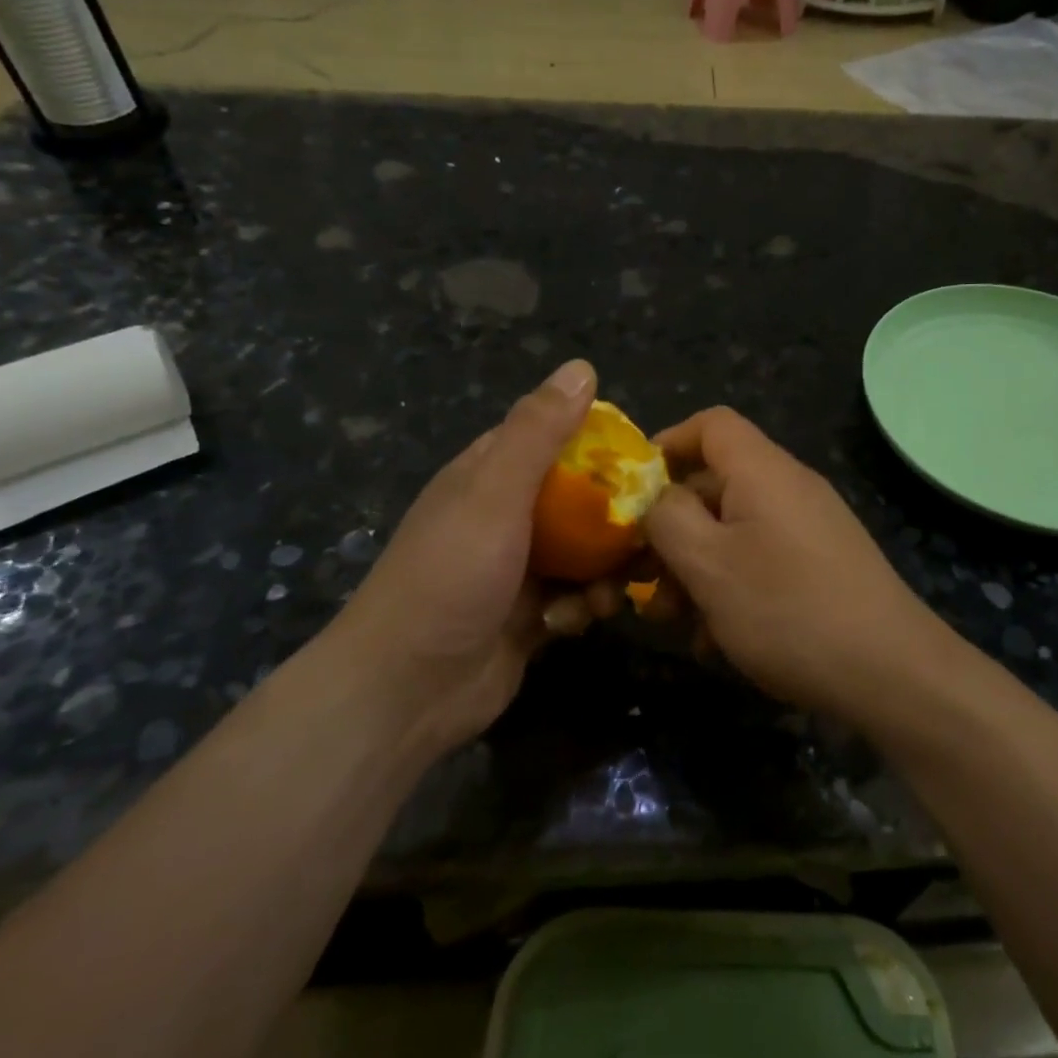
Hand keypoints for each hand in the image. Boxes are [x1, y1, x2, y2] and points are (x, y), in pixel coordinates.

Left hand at [322, 359, 620, 753]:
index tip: (643, 458)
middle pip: (578, 497)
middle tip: (650, 529)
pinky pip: (577, 596)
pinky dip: (585, 606)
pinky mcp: (532, 615)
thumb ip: (538, 432)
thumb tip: (581, 367)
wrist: (407, 690)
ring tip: (610, 588)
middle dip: (614, 515)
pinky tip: (577, 622)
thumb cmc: (450, 577)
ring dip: (605, 568)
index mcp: (489, 475)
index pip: (553, 438)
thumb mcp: (494, 493)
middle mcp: (505, 515)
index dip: (598, 442)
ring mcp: (519, 568)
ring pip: (585, 550)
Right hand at [641, 407, 951, 718]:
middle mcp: (789, 487)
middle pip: (715, 483)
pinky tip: (717, 640)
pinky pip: (763, 559)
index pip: (710, 424)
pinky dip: (732, 588)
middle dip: (672, 529)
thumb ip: (667, 518)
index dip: (666, 444)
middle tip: (642, 579)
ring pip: (735, 530)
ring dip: (697, 568)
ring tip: (675, 621)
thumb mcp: (708, 563)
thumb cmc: (787, 609)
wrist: (891, 672)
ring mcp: (811, 527)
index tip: (633, 492)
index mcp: (762, 470)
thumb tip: (656, 496)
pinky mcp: (824, 565)